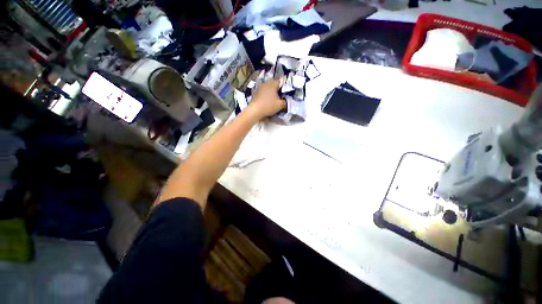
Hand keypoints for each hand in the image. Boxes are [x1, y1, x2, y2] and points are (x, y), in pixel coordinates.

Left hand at [248, 78, 285, 118]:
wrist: (255, 110)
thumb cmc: (269, 106)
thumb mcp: (280, 105)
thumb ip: (285, 102)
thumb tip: (286, 101)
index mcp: (272, 84)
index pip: (280, 80)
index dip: (284, 83)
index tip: (286, 87)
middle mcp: (266, 84)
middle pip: (273, 83)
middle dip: (277, 87)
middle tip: (281, 93)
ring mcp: (259, 88)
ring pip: (267, 87)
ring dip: (271, 91)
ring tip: (274, 97)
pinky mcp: (255, 93)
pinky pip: (263, 92)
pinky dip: (266, 95)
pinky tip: (267, 100)